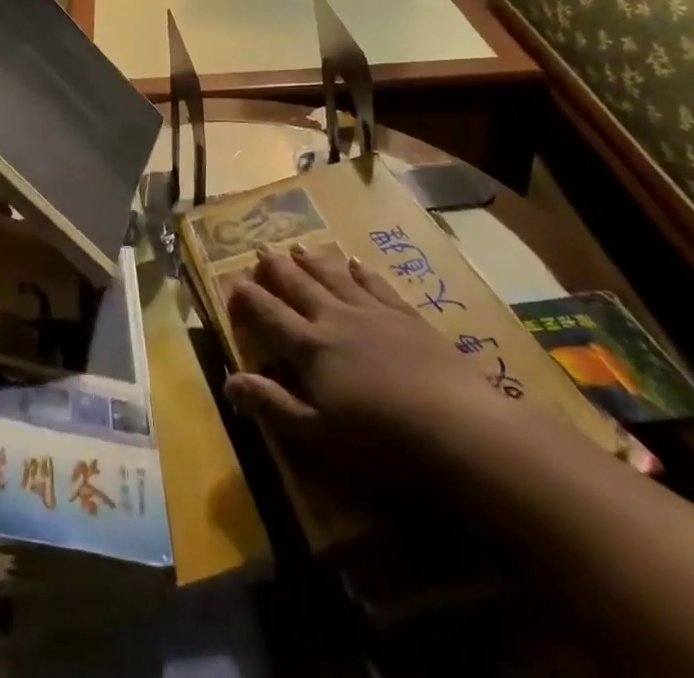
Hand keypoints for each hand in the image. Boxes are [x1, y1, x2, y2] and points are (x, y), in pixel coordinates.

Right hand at [223, 243, 507, 450]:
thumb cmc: (385, 447)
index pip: (268, 314)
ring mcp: (374, 314)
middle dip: (275, 269)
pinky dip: (360, 271)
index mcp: (310, 348)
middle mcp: (336, 320)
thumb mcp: (320, 438)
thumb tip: (228, 380)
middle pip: (298, 285)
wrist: (465, 433)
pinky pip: (376, 284)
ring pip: (333, 276)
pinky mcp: (409, 318)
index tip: (232, 285)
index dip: (247, 298)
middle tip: (260, 252)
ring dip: (312, 261)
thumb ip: (273, 406)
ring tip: (297, 247)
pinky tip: (355, 263)